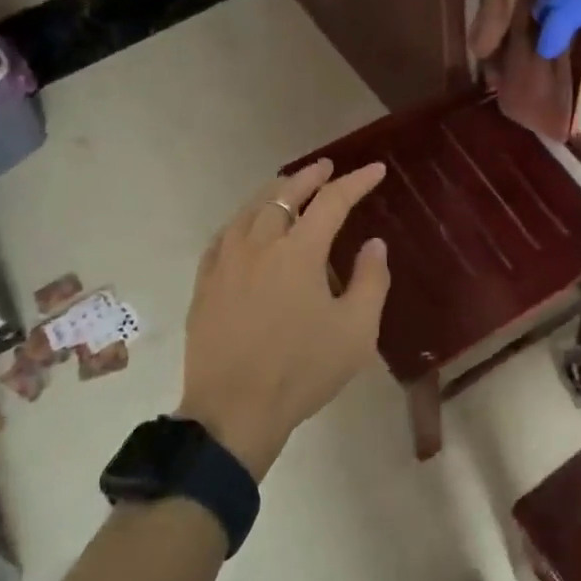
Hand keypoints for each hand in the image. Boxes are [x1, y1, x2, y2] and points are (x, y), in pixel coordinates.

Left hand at [178, 159, 390, 478]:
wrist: (233, 412)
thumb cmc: (302, 371)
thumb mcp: (355, 331)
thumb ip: (370, 281)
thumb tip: (373, 243)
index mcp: (299, 252)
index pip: (332, 202)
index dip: (356, 182)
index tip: (375, 170)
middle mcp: (259, 245)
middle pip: (285, 195)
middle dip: (310, 177)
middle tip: (327, 168)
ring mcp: (226, 262)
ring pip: (250, 210)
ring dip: (274, 192)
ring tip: (288, 187)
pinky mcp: (205, 283)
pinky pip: (224, 237)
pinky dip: (242, 221)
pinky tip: (245, 227)